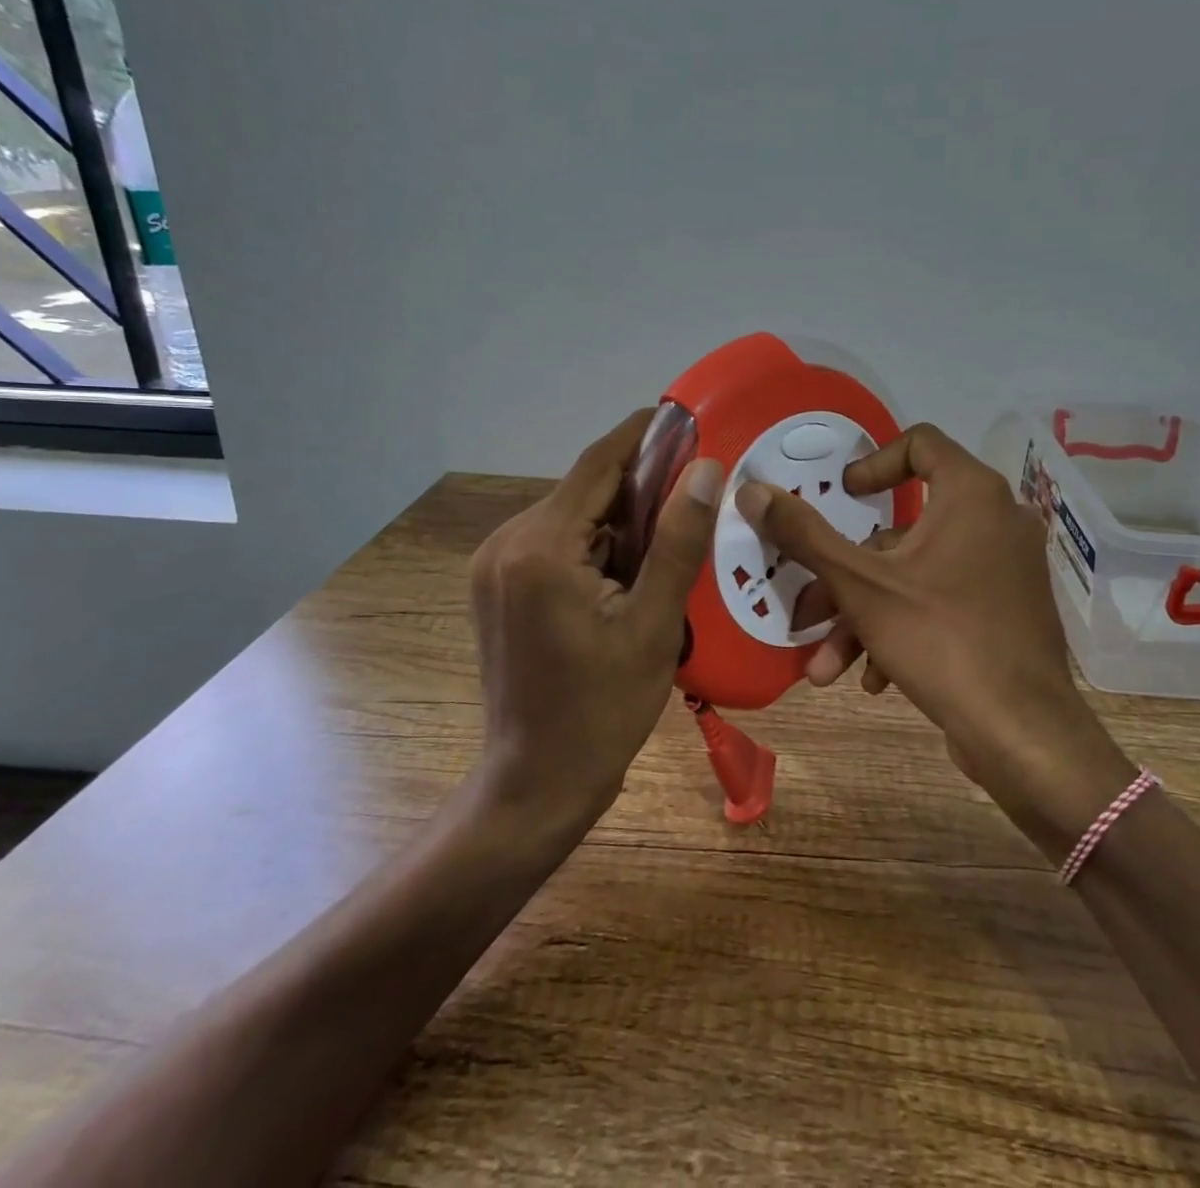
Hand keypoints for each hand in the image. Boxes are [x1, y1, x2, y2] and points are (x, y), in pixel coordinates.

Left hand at [469, 409, 723, 829]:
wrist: (537, 781)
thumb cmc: (602, 711)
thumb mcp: (654, 625)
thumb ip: (678, 541)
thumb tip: (706, 469)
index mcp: (541, 547)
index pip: (598, 464)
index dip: (643, 435)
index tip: (685, 416)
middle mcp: (506, 543)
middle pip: (584, 492)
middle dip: (638, 490)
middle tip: (694, 497)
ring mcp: (494, 566)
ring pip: (571, 519)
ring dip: (617, 524)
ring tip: (668, 546)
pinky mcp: (495, 586)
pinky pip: (554, 545)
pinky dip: (593, 548)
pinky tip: (627, 576)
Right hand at [738, 422, 1135, 852]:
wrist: (1024, 735)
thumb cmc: (941, 639)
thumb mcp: (860, 585)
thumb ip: (805, 534)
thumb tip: (752, 490)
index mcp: (972, 494)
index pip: (920, 443)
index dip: (872, 464)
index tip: (843, 498)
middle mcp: (996, 521)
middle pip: (903, 529)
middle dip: (846, 577)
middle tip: (806, 608)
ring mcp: (1005, 570)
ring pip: (916, 576)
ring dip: (864, 616)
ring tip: (826, 666)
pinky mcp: (1006, 612)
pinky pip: (943, 602)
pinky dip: (903, 629)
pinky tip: (875, 679)